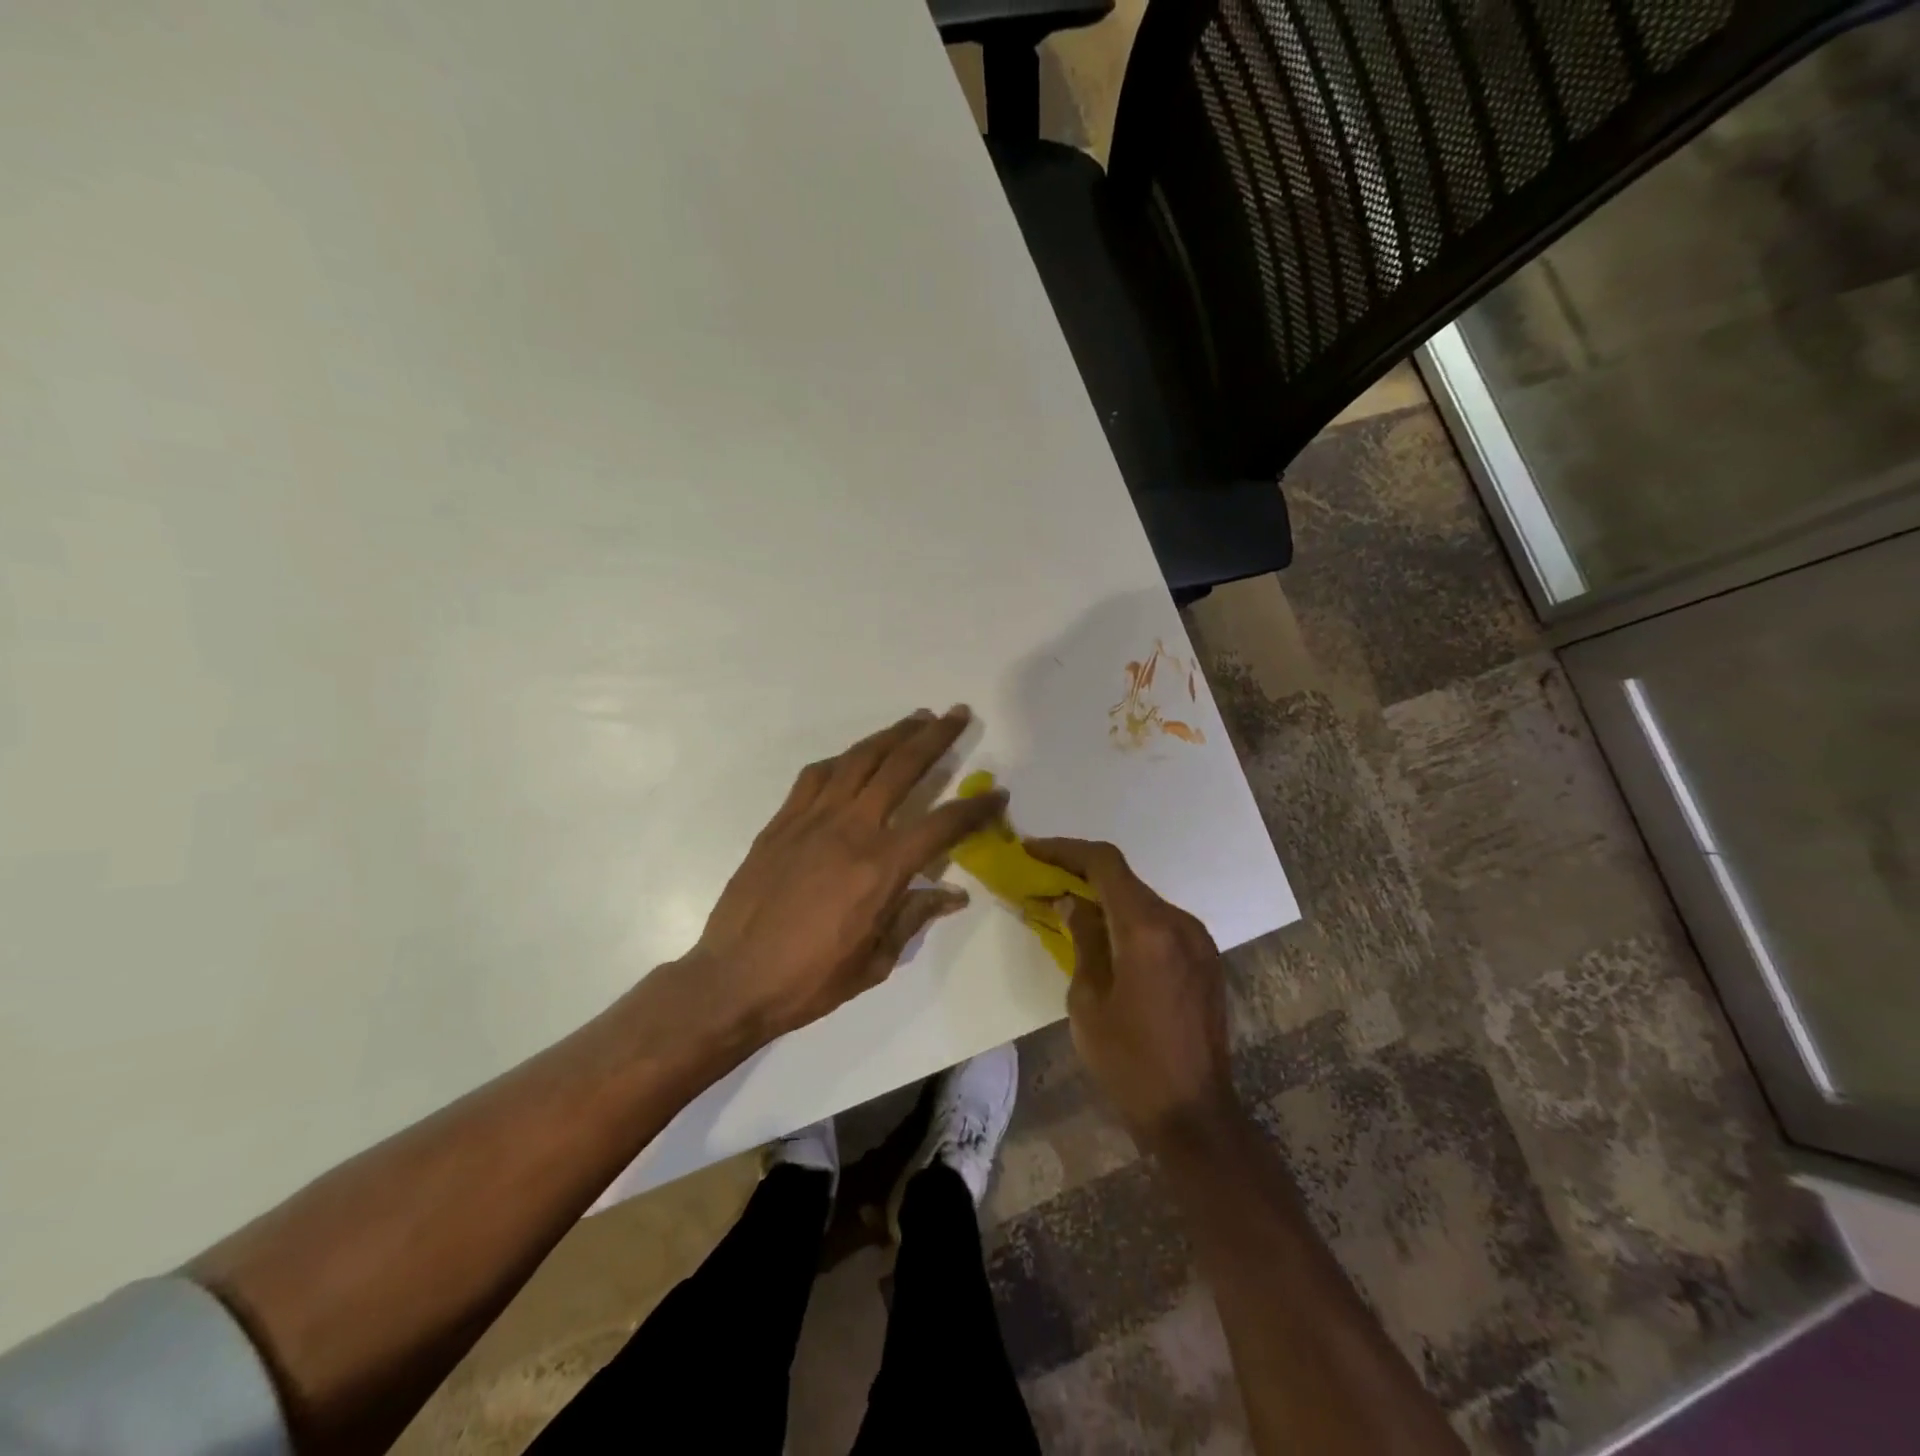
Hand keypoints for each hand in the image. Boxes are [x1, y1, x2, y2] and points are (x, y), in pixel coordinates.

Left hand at [677, 707, 1003, 1044]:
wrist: (733, 979)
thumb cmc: (811, 979)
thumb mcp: (875, 959)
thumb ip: (915, 916)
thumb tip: (954, 895)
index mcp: (881, 867)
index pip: (942, 823)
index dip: (975, 807)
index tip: (998, 793)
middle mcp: (851, 829)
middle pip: (901, 767)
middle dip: (935, 737)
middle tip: (957, 714)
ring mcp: (812, 819)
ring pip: (859, 760)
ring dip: (891, 735)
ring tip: (915, 719)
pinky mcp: (782, 821)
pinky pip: (816, 776)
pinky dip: (843, 760)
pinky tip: (853, 758)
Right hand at [1025, 838, 1237, 1148]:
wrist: (1194, 1114)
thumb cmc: (1129, 1062)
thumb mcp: (1087, 1000)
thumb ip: (1083, 940)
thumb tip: (1071, 902)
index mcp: (1147, 930)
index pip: (1105, 864)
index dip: (1066, 849)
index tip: (1032, 850)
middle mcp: (1179, 923)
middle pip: (1125, 880)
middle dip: (1082, 874)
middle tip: (1043, 879)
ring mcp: (1199, 940)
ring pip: (1143, 900)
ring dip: (1106, 898)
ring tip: (1068, 909)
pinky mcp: (1206, 959)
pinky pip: (1161, 923)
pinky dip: (1129, 919)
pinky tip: (1106, 938)